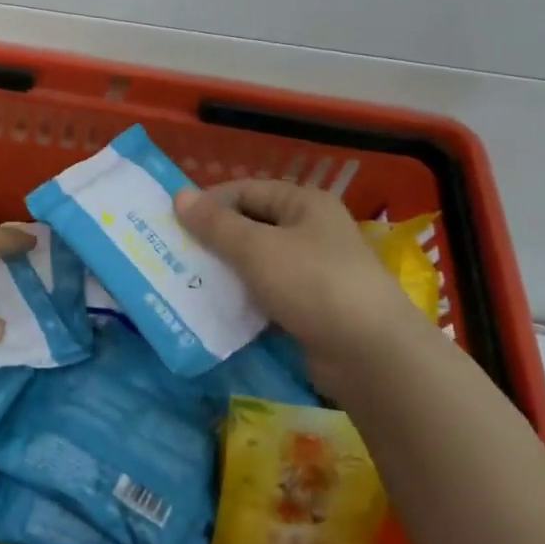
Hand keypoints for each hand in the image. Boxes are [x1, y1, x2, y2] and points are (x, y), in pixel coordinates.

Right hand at [175, 180, 416, 362]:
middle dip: (214, 239)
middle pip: (251, 225)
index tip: (174, 223)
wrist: (370, 354)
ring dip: (225, 270)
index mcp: (304, 204)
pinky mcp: (309, 306)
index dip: (210, 202)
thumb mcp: (257, 249)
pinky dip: (242, 296)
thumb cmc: (313, 284)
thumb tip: (179, 196)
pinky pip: (266, 292)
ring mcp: (312, 270)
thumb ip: (216, 224)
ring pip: (256, 262)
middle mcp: (310, 230)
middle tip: (175, 253)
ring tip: (187, 280)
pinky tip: (215, 307)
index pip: (247, 190)